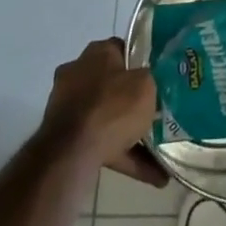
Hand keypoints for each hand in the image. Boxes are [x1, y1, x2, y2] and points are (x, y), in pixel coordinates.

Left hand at [42, 39, 169, 186]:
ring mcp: (68, 105)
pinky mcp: (64, 136)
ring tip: (160, 152)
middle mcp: (78, 73)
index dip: (141, 61)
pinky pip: (100, 142)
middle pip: (112, 84)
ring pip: (106, 116)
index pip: (122, 49)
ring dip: (129, 133)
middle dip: (133, 100)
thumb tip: (147, 81)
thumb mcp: (146, 85)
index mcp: (97, 53)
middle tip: (157, 111)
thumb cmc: (113, 107)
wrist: (72, 152)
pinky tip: (151, 175)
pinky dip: (123, 156)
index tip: (158, 76)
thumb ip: (149, 78)